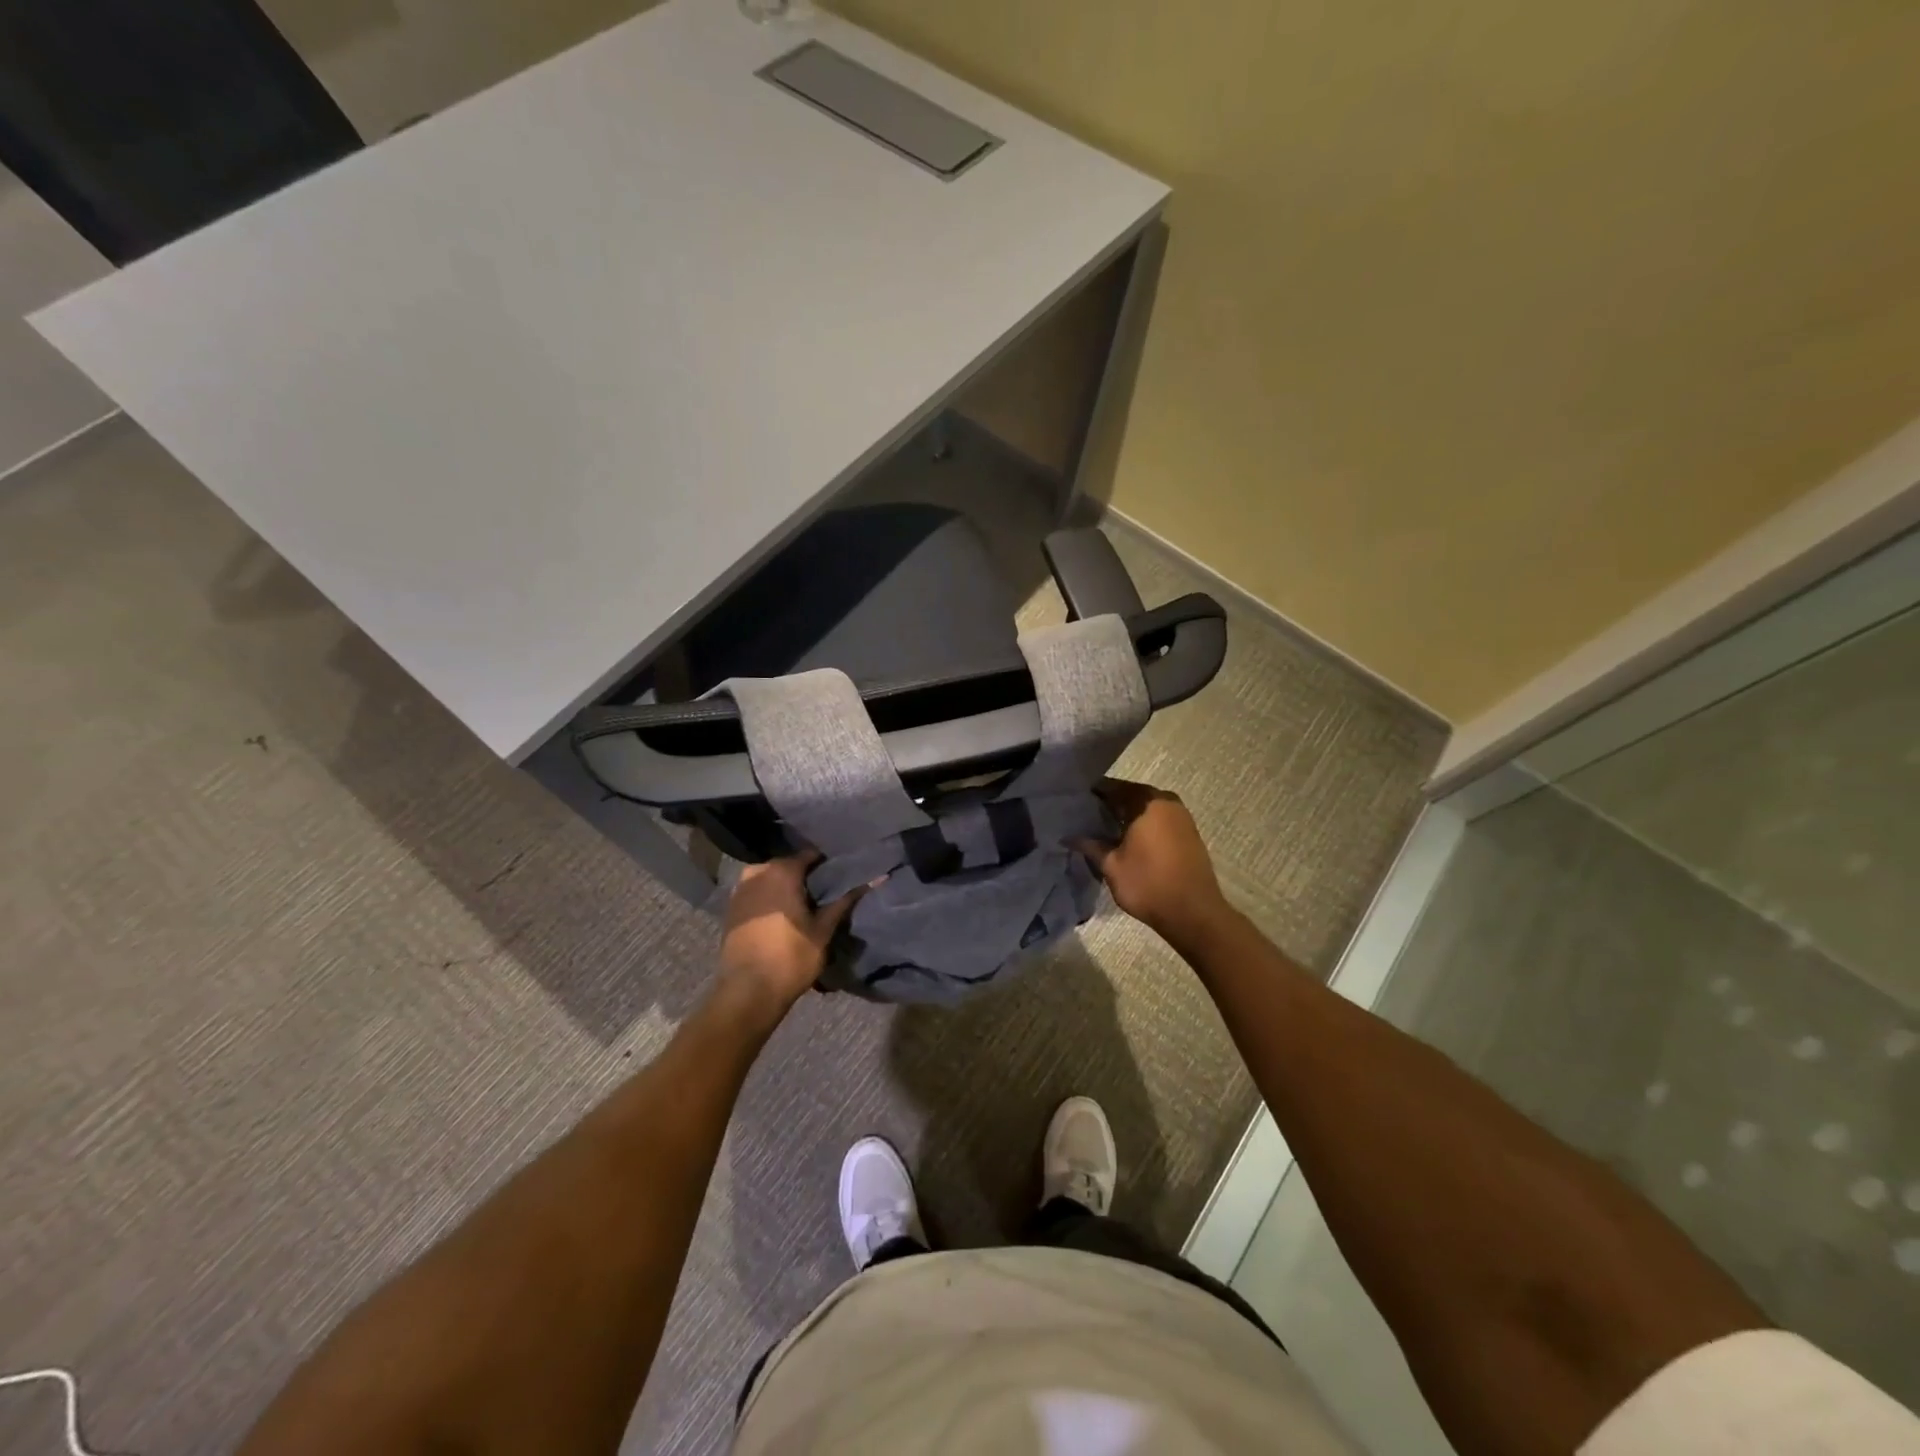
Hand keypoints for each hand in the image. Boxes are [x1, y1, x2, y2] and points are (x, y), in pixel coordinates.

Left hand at [716, 853, 864, 1018]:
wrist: (747, 991)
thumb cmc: (791, 957)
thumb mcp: (824, 930)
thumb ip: (845, 901)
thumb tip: (876, 878)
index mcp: (782, 871)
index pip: (811, 855)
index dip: (827, 865)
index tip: (840, 876)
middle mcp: (757, 872)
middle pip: (788, 865)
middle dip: (805, 876)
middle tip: (823, 894)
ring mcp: (740, 890)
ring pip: (770, 879)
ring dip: (785, 888)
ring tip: (804, 906)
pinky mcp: (730, 908)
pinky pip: (756, 893)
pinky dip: (769, 899)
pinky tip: (781, 916)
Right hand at [1076, 778, 1228, 940]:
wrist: (1193, 913)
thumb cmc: (1148, 884)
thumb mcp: (1111, 866)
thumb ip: (1090, 845)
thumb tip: (1068, 836)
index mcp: (1147, 801)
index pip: (1112, 787)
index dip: (1092, 794)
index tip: (1074, 802)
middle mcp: (1166, 801)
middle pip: (1131, 795)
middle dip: (1109, 805)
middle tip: (1085, 817)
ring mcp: (1182, 817)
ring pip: (1146, 808)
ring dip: (1126, 816)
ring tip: (1103, 830)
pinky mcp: (1189, 834)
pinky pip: (1158, 820)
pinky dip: (1142, 825)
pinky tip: (1126, 840)